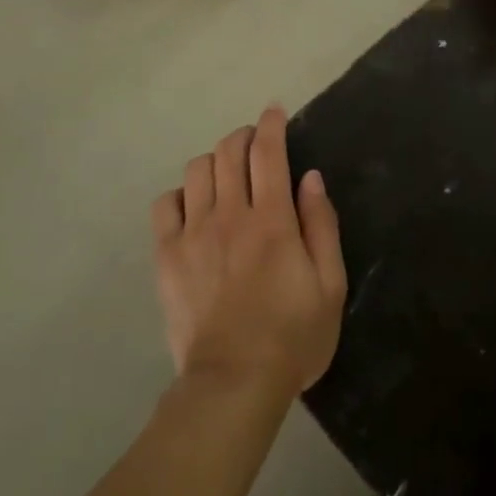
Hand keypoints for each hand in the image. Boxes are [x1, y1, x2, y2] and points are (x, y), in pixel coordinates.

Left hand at [153, 107, 346, 398]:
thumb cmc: (293, 335)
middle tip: (255, 144)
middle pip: (229, 152)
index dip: (271, 124)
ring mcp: (194, 234)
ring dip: (215, 161)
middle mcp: (230, 215)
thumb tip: (310, 177)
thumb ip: (322, 224)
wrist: (234, 384)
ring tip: (226, 175)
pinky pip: (164, 205)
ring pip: (197, 170)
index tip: (274, 111)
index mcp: (273, 219)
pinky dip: (180, 195)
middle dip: (244, 136)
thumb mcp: (331, 284)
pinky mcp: (168, 256)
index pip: (268, 152)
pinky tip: (193, 207)